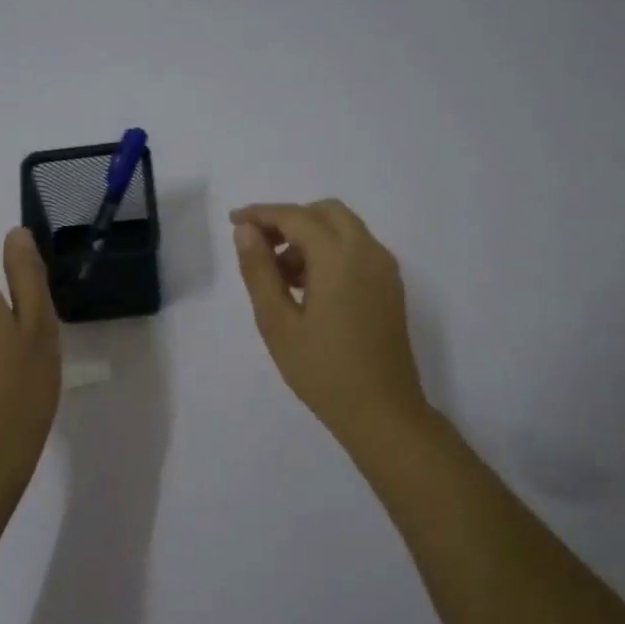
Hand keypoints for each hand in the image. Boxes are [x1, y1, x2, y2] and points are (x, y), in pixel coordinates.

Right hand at [231, 199, 429, 443]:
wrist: (382, 411)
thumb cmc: (322, 370)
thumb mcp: (277, 322)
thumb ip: (259, 271)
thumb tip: (245, 231)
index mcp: (339, 257)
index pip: (295, 216)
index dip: (261, 214)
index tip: (233, 222)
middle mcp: (368, 252)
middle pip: (326, 212)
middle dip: (289, 220)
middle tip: (260, 248)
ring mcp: (384, 269)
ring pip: (344, 230)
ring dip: (310, 237)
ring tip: (280, 277)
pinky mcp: (390, 287)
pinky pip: (357, 250)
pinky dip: (330, 252)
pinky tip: (308, 289)